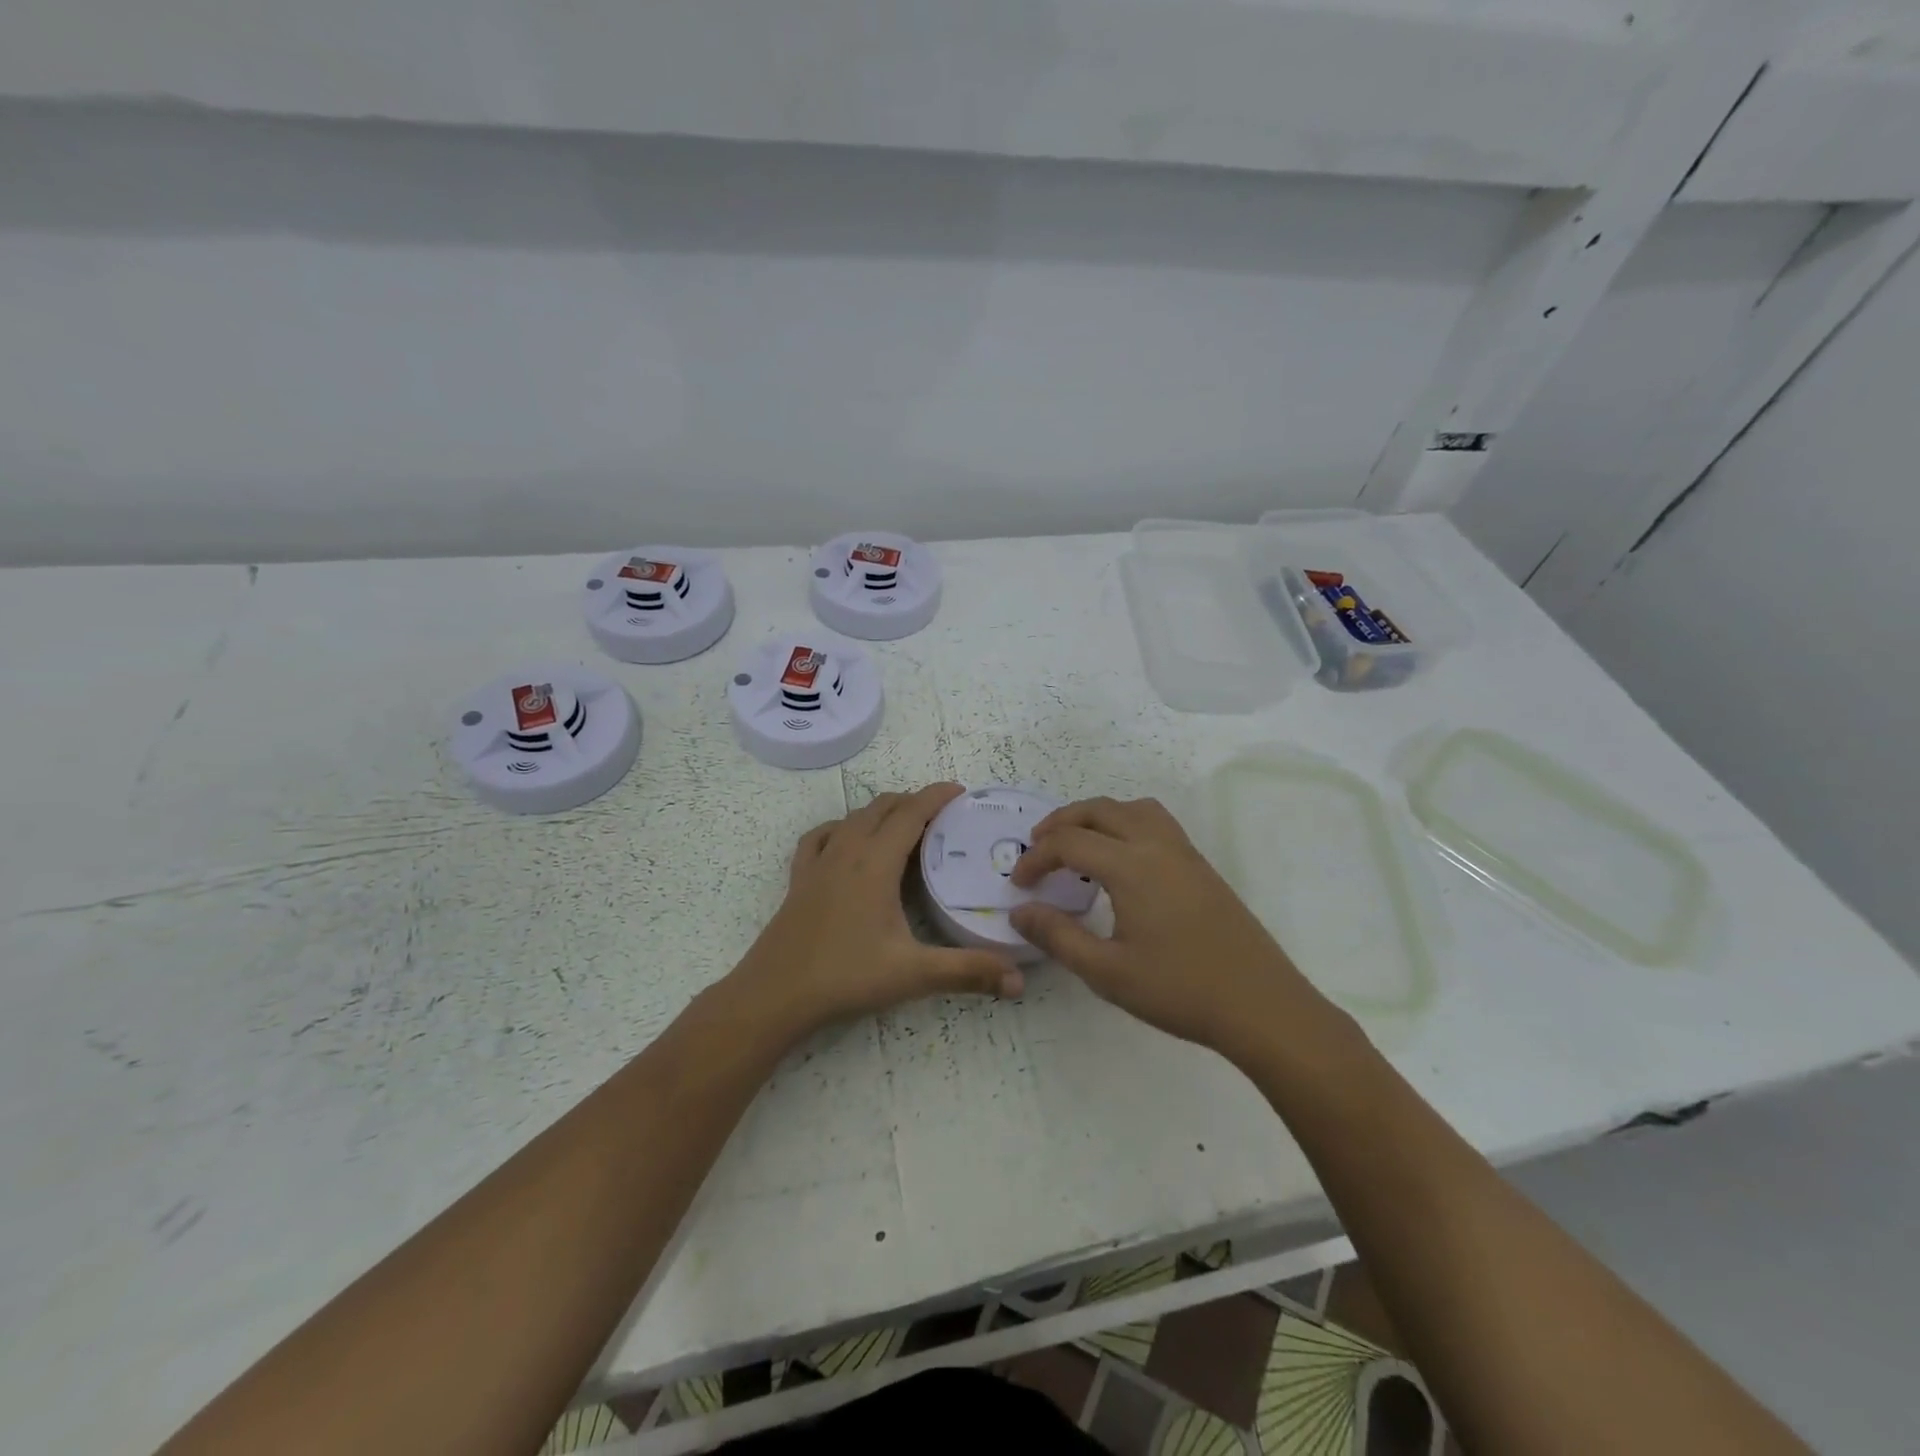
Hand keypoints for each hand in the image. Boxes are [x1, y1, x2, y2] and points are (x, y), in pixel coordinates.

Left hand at [732, 783, 1024, 1036]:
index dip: (937, 796)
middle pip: (883, 807)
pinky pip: (822, 836)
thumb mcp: (913, 974)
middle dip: (914, 802)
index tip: (961, 791)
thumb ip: (968, 972)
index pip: (911, 812)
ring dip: (881, 812)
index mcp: (875, 862)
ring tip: (904, 826)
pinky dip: (842, 828)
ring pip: (853, 817)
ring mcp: (818, 862)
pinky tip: (847, 842)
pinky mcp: (799, 878)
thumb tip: (1019, 982)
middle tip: (943, 816)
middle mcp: (846, 851)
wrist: (774, 994)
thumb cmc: (845, 976)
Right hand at [1009, 796, 1335, 1058]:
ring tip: (1078, 844)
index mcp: (1131, 866)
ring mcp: (1184, 852)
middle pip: (1099, 809)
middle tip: (1037, 848)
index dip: (1036, 858)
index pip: (1069, 842)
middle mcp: (1156, 845)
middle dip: (1061, 822)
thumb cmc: (1179, 990)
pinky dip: (1125, 823)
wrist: (1261, 1005)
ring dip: (1097, 816)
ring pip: (1132, 808)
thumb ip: (1058, 936)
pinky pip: (1155, 822)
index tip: (1020, 885)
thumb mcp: (1106, 972)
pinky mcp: (1201, 866)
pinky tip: (1122, 861)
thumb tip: (1020, 911)